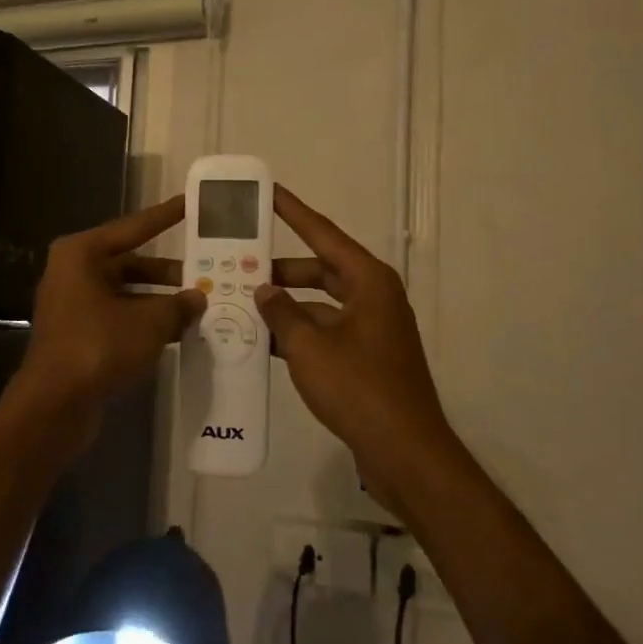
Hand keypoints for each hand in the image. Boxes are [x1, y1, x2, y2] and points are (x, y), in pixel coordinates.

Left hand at [12, 196, 206, 426]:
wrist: (55, 403)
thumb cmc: (99, 346)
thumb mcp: (149, 322)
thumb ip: (178, 305)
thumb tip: (197, 298)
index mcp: (82, 254)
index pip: (133, 228)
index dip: (165, 216)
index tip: (190, 203)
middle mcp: (73, 272)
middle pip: (130, 263)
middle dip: (168, 272)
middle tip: (206, 272)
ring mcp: (73, 305)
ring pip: (126, 293)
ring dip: (159, 301)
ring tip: (200, 307)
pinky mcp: (78, 334)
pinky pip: (119, 317)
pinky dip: (145, 322)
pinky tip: (177, 332)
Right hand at [255, 186, 453, 505]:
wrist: (404, 451)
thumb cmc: (358, 388)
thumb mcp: (309, 346)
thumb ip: (281, 312)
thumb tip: (264, 289)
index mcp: (369, 281)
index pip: (323, 234)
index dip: (293, 212)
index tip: (268, 192)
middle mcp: (373, 297)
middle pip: (320, 269)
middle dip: (280, 269)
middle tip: (238, 263)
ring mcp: (371, 329)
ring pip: (319, 303)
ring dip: (285, 305)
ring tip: (240, 302)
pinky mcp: (365, 358)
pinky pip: (324, 331)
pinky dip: (296, 332)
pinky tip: (261, 340)